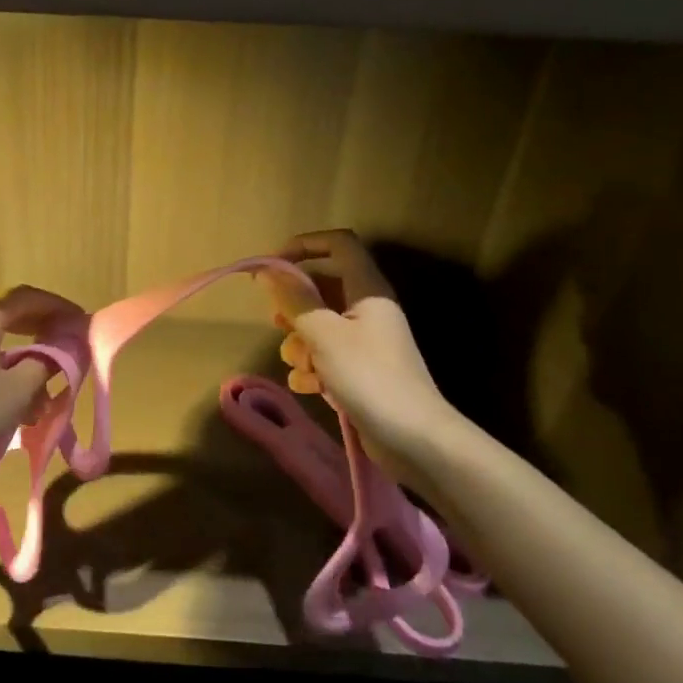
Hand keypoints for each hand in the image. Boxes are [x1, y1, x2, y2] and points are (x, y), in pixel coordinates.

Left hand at [0, 286, 82, 477]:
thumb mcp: (19, 389)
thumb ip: (44, 363)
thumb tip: (54, 354)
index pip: (26, 298)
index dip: (56, 306)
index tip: (78, 318)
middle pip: (6, 314)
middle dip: (39, 328)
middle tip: (64, 341)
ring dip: (20, 356)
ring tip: (42, 387)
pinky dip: (0, 368)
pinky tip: (14, 398)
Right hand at [262, 230, 463, 457]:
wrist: (414, 438)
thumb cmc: (369, 377)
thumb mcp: (324, 335)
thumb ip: (294, 300)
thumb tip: (268, 270)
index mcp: (367, 289)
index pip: (338, 244)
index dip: (304, 245)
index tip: (272, 266)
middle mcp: (367, 309)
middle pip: (322, 287)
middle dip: (295, 306)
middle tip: (278, 322)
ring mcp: (365, 342)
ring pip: (319, 326)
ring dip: (300, 343)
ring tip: (300, 364)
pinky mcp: (361, 371)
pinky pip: (326, 357)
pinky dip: (313, 369)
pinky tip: (309, 387)